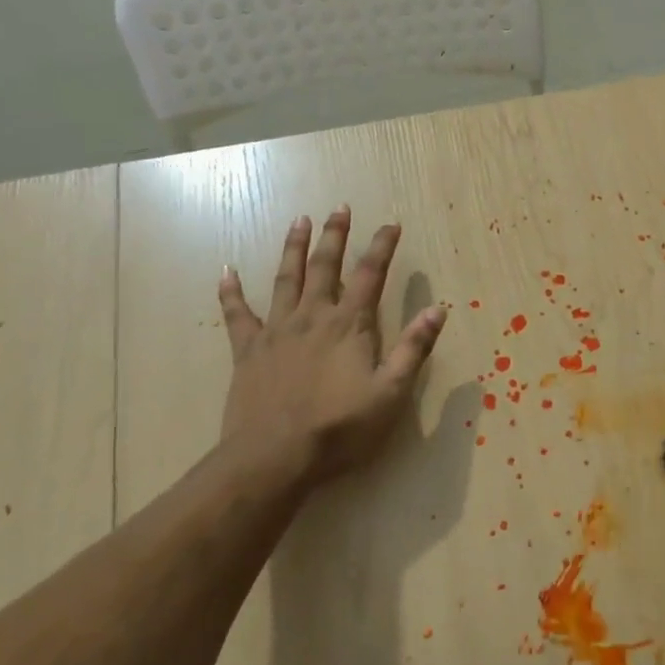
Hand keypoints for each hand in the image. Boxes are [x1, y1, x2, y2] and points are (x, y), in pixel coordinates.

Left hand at [217, 207, 445, 488]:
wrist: (275, 457)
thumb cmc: (340, 428)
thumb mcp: (391, 392)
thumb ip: (414, 349)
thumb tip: (438, 309)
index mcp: (350, 325)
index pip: (371, 275)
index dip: (382, 247)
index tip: (391, 224)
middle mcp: (313, 316)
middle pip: (326, 266)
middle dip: (335, 235)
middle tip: (339, 207)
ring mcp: (277, 331)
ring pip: (285, 279)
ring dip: (293, 248)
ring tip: (298, 221)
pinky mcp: (248, 350)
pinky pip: (237, 314)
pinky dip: (231, 292)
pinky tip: (226, 272)